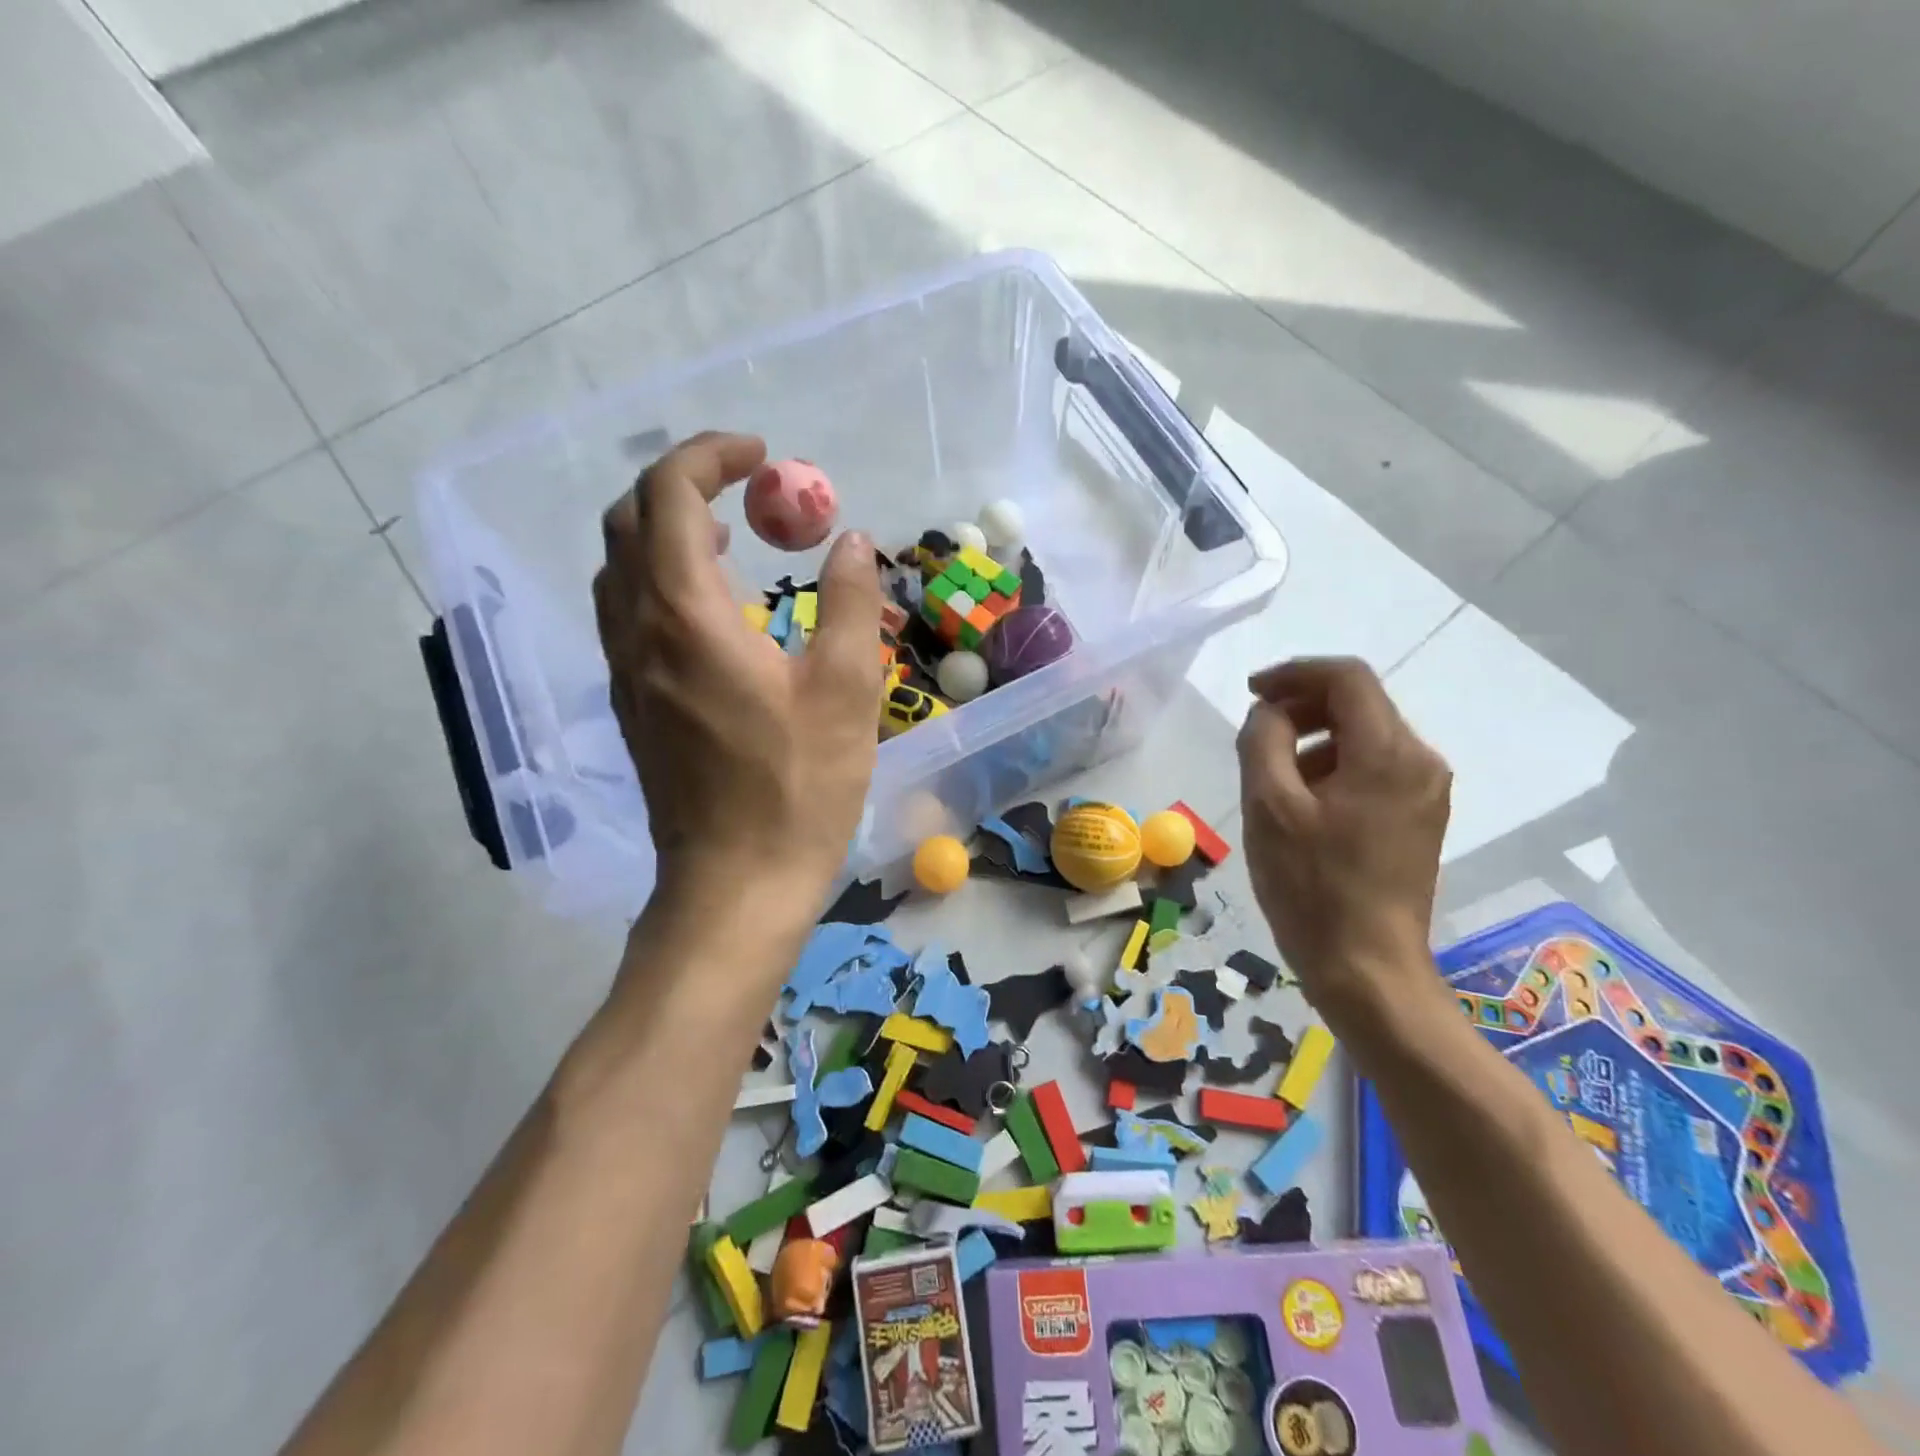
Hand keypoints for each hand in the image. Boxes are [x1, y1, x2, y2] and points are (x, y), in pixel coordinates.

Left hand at [594, 433, 884, 911]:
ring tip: (732, 535)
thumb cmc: (797, 789)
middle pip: (631, 521)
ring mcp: (626, 670)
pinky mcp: (632, 703)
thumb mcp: (846, 692)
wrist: (735, 883)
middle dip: (683, 483)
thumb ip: (850, 604)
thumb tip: (852, 542)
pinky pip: (629, 612)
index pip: (670, 495)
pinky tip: (716, 609)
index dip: (710, 456)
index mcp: (686, 617)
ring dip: (668, 530)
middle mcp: (638, 632)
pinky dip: (662, 578)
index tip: (764, 456)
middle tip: (748, 490)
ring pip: (622, 568)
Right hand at [1236, 657, 1451, 1014]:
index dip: (1294, 673)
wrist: (1368, 968)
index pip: (1346, 678)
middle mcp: (1420, 761)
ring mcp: (1425, 792)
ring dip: (1314, 740)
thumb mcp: (1269, 807)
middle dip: (1302, 707)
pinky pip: (1373, 769)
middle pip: (1359, 704)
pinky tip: (1302, 804)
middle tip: (1256, 733)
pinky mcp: (1419, 818)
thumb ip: (1263, 741)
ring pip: (1364, 737)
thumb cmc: (1312, 887)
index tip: (1252, 692)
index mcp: (1388, 753)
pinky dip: (1333, 767)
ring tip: (1272, 778)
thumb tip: (1271, 712)